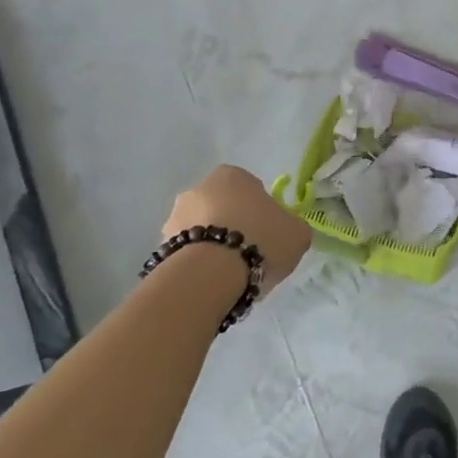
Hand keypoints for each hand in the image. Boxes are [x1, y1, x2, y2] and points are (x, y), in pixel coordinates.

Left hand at [161, 165, 310, 294]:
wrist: (209, 276)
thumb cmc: (259, 241)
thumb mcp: (297, 232)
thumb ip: (291, 226)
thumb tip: (285, 230)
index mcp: (232, 175)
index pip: (251, 188)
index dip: (261, 211)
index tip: (268, 233)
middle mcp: (198, 188)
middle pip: (222, 207)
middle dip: (233, 226)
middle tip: (250, 252)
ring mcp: (174, 217)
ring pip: (201, 230)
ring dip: (212, 245)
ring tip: (229, 275)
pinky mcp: (159, 247)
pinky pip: (186, 253)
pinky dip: (197, 264)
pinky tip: (211, 283)